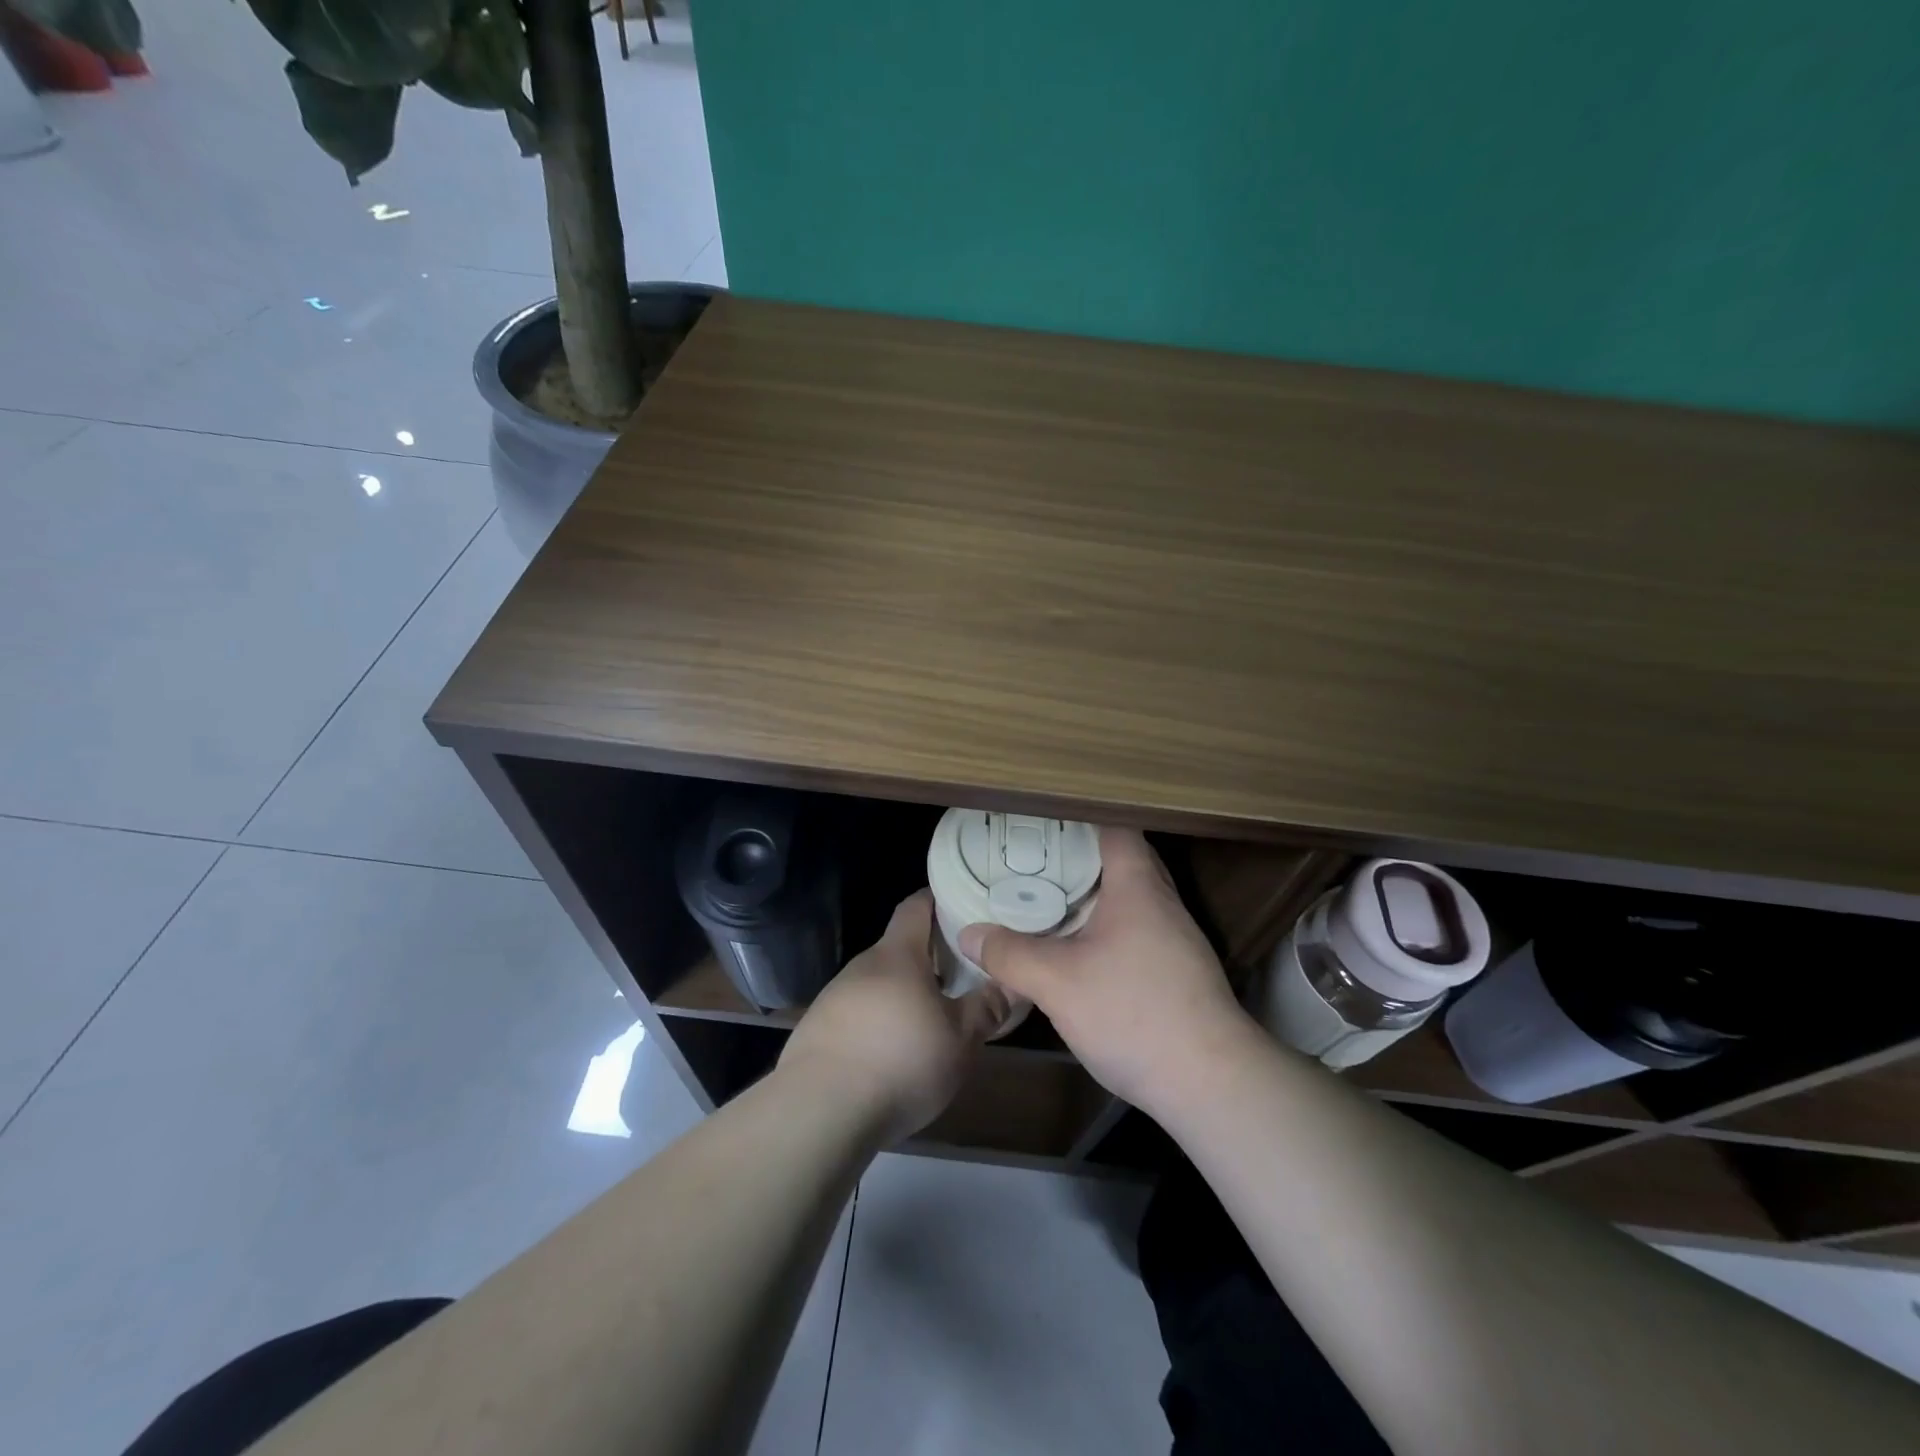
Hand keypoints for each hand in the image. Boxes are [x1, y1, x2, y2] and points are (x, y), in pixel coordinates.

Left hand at [781, 891, 1008, 1143]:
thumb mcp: (960, 1039)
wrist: (820, 1110)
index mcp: (897, 954)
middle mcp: (862, 966)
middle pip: (899, 949)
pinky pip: (857, 1015)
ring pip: (878, 985)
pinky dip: (878, 1024)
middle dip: (928, 958)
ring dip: (903, 995)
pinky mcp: (817, 1031)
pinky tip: (892, 1056)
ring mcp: (834, 997)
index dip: (937, 900)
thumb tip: (1011, 983)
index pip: (916, 906)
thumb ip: (987, 1007)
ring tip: (930, 1022)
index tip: (962, 905)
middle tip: (960, 976)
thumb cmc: (901, 1061)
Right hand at [959, 827, 1252, 1112]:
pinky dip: (1107, 929)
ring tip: (1049, 902)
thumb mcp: (1057, 983)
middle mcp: (1163, 904)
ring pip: (1130, 900)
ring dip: (1094, 898)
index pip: (1115, 828)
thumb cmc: (1133, 1013)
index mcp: (1137, 887)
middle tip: (1034, 863)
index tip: (1041, 825)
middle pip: (1123, 862)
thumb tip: (969, 933)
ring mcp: (1177, 940)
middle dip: (1079, 859)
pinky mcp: (1179, 973)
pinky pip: (1137, 931)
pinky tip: (1080, 953)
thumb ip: (1010, 955)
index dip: (1079, 819)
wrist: (1211, 1083)